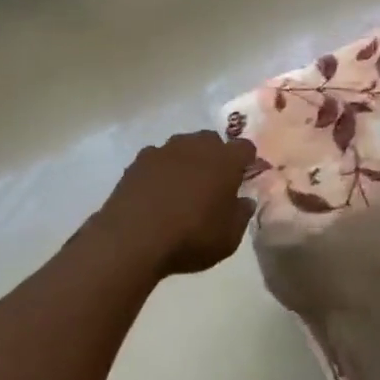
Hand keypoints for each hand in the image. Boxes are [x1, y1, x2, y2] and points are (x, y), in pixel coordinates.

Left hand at [96, 130, 257, 277]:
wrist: (133, 239)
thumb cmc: (191, 237)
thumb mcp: (228, 238)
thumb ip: (241, 215)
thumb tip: (244, 201)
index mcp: (224, 160)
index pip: (245, 148)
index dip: (247, 161)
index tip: (244, 177)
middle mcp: (195, 146)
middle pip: (212, 141)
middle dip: (215, 157)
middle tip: (214, 183)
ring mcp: (164, 150)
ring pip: (183, 147)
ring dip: (187, 161)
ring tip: (183, 187)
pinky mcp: (138, 161)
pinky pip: (157, 159)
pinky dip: (161, 170)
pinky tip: (157, 192)